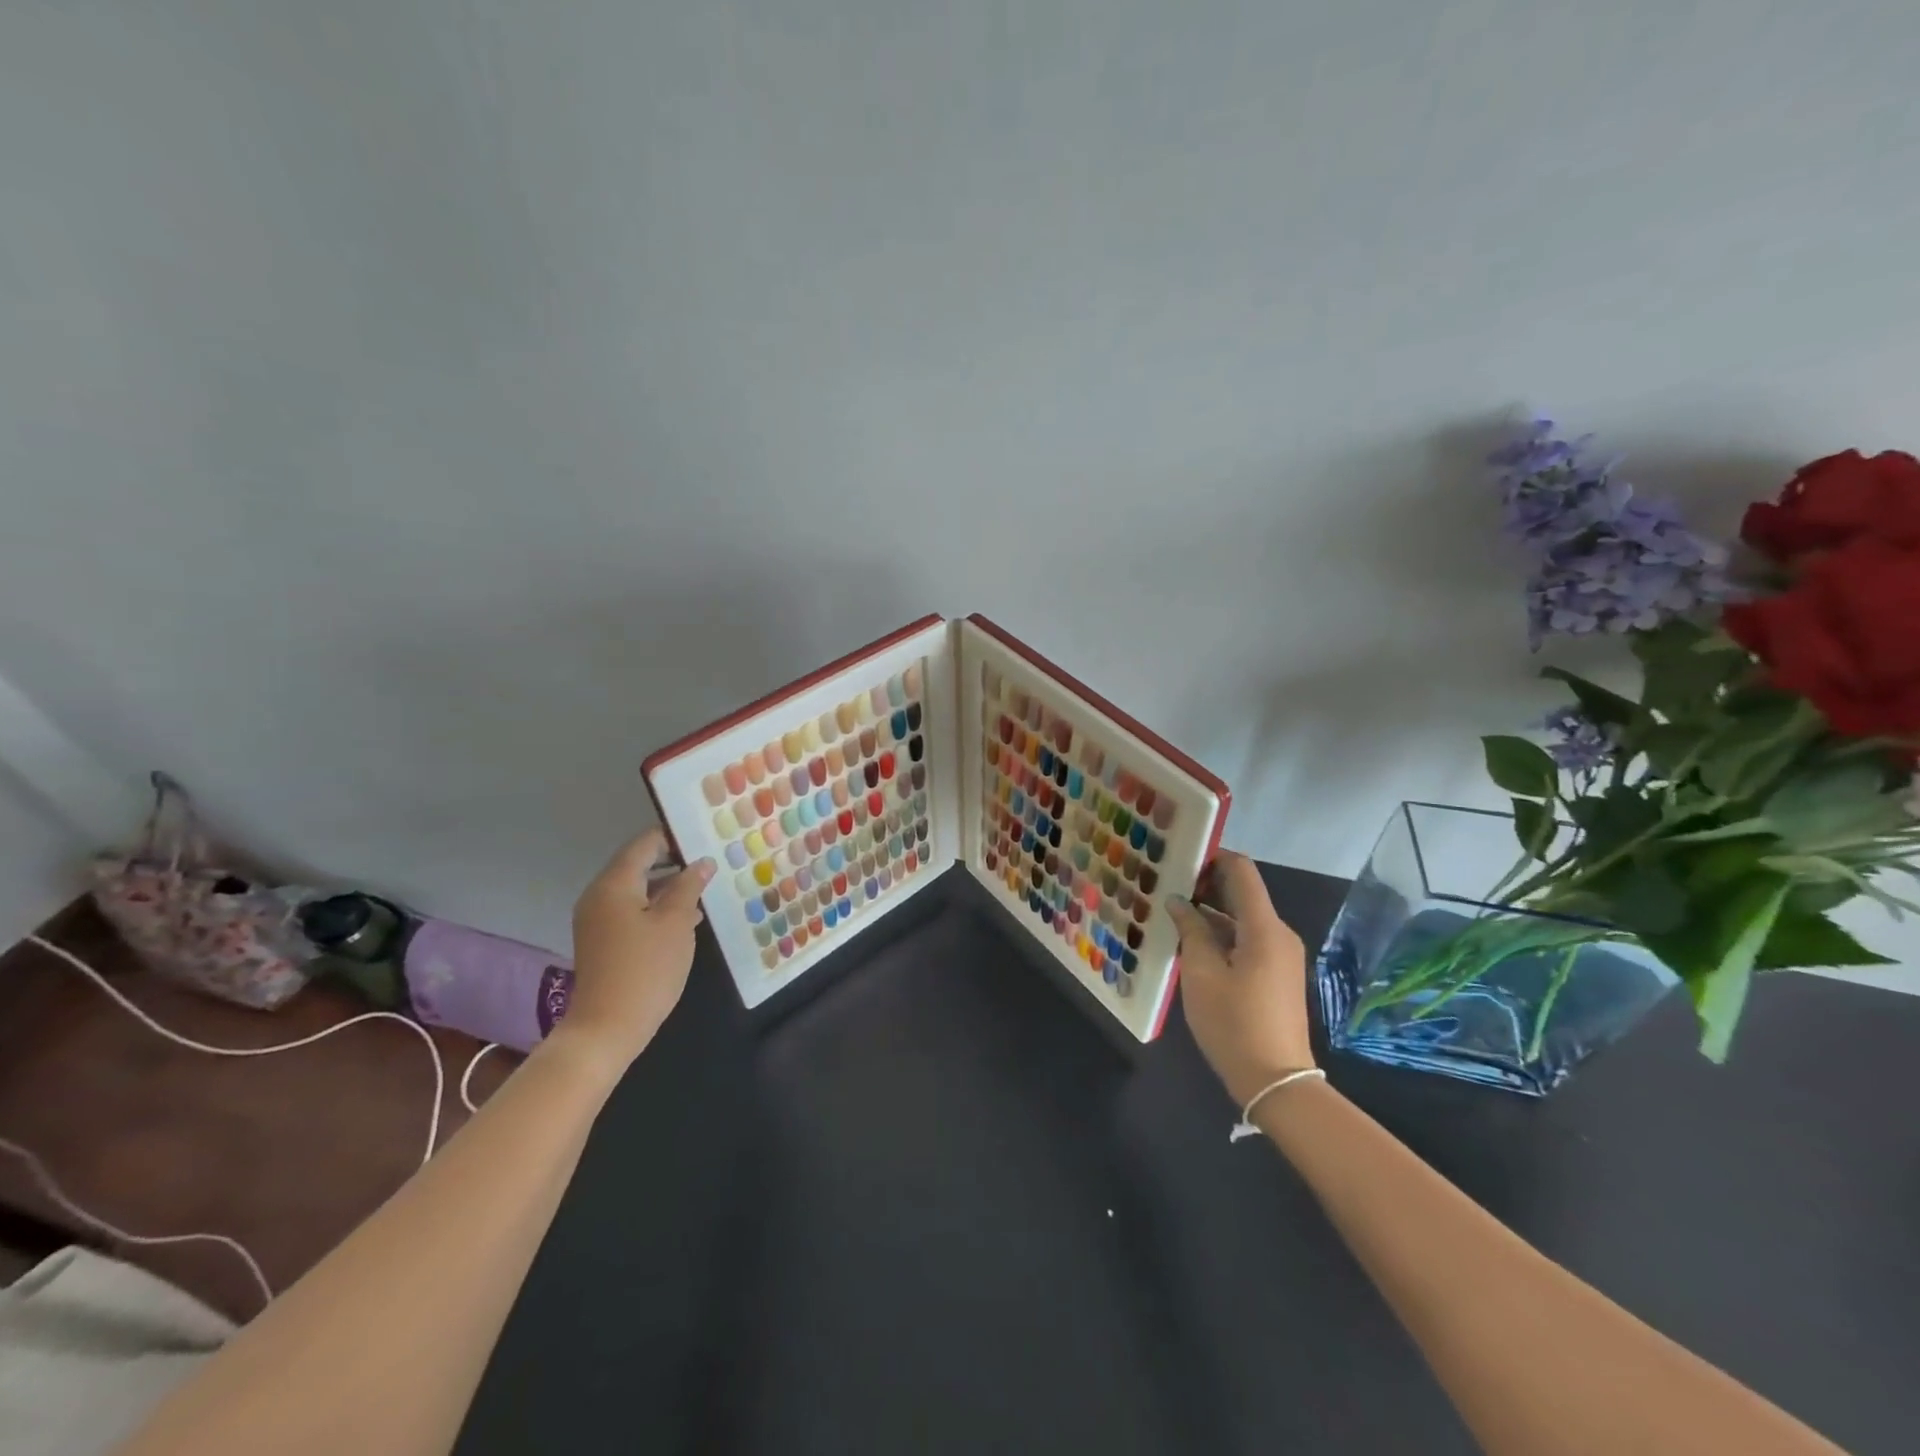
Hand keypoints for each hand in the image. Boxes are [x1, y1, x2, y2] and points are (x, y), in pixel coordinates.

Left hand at [556, 830, 713, 1076]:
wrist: (607, 1029)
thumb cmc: (646, 969)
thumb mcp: (676, 923)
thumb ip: (688, 887)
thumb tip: (702, 862)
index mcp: (614, 884)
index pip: (645, 844)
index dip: (675, 837)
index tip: (706, 836)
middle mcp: (600, 895)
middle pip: (638, 864)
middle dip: (674, 861)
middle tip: (711, 860)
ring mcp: (598, 919)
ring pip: (637, 889)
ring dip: (668, 886)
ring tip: (706, 887)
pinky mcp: (603, 940)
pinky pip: (632, 909)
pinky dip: (656, 906)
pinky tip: (687, 917)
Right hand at [1166, 851, 1313, 1105]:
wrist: (1275, 1081)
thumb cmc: (1234, 1022)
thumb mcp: (1201, 973)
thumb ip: (1190, 930)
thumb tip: (1179, 902)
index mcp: (1263, 927)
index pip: (1241, 871)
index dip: (1212, 857)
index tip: (1178, 857)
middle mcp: (1278, 933)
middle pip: (1242, 892)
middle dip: (1205, 884)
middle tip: (1166, 884)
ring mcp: (1280, 955)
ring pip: (1242, 917)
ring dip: (1210, 910)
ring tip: (1171, 911)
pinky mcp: (1276, 973)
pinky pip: (1247, 938)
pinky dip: (1221, 932)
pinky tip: (1191, 941)